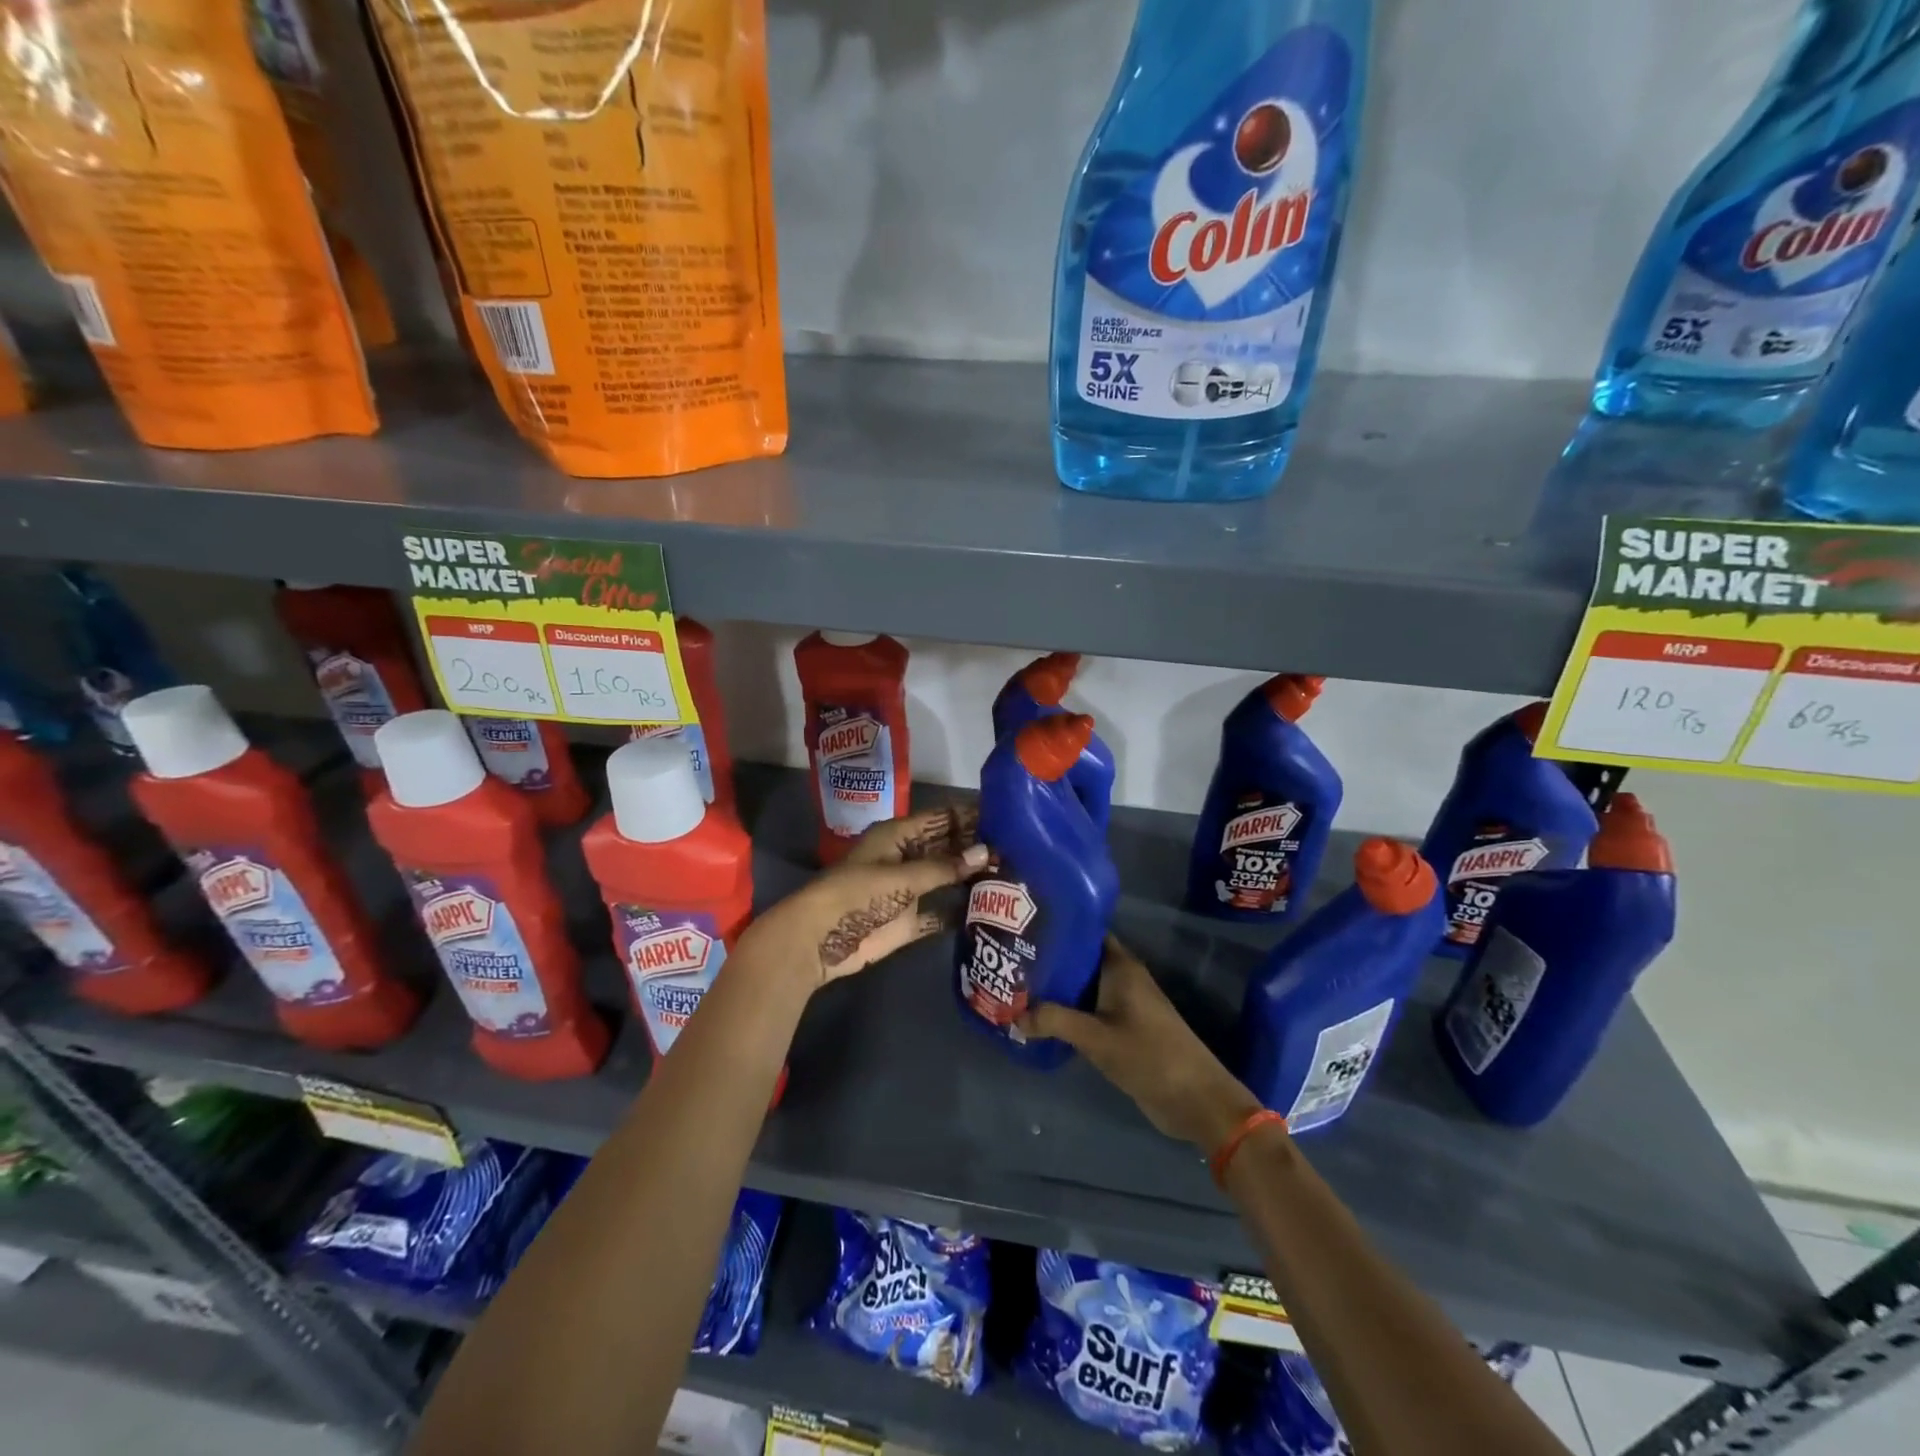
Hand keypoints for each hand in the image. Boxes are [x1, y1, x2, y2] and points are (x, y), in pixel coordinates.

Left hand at [737, 807, 987, 992]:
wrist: (819, 939)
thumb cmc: (856, 895)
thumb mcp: (901, 876)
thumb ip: (943, 867)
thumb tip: (986, 852)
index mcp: (898, 836)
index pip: (940, 819)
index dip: (969, 817)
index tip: (1005, 817)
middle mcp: (906, 858)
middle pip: (946, 848)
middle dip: (975, 848)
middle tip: (1017, 850)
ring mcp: (908, 890)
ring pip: (946, 879)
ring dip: (971, 879)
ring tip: (1012, 877)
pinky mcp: (909, 921)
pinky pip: (940, 914)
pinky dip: (959, 913)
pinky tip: (989, 912)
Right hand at [1021, 938, 1265, 1157]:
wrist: (1195, 1099)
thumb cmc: (1149, 1056)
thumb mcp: (1096, 1037)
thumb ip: (1055, 1021)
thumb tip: (1013, 1016)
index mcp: (1121, 967)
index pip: (1087, 933)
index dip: (1059, 928)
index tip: (1026, 928)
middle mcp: (1123, 979)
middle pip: (1082, 960)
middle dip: (1051, 961)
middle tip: (1012, 961)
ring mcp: (1125, 1005)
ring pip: (1084, 988)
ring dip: (1057, 990)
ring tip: (1018, 988)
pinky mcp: (1125, 1030)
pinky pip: (1090, 1012)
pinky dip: (1069, 1013)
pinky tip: (1042, 1020)